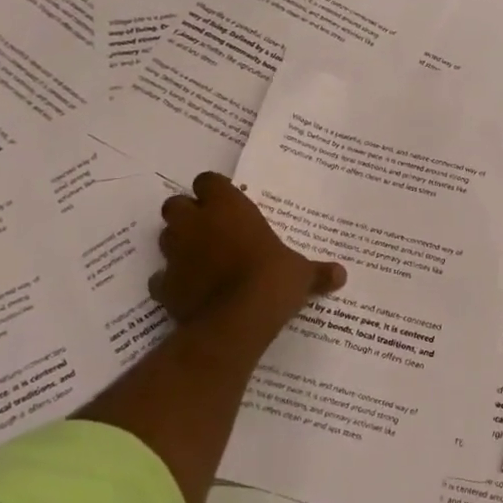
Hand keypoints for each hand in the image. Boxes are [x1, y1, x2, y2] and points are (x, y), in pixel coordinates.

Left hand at [148, 173, 345, 325]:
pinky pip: (161, 278)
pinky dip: (172, 282)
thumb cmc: (272, 280)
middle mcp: (196, 223)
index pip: (208, 181)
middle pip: (175, 204)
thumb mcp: (301, 274)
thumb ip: (317, 272)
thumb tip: (342, 274)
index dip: (215, 191)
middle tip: (209, 229)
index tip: (227, 204)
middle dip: (188, 214)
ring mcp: (175, 254)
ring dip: (178, 244)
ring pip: (165, 237)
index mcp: (228, 207)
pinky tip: (190, 291)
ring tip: (200, 259)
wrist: (236, 321)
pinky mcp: (163, 285)